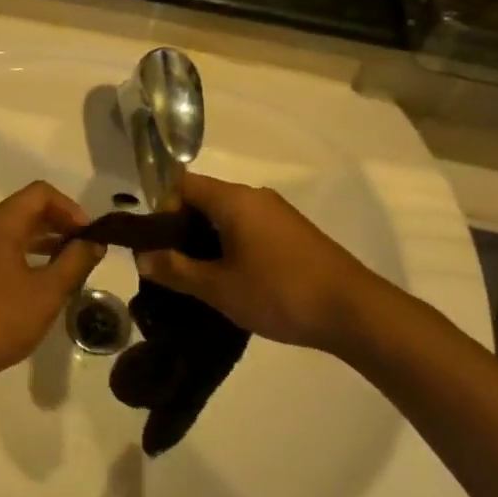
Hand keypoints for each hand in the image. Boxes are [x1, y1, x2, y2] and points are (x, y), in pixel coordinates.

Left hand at [0, 181, 105, 393]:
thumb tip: (93, 242)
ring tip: (68, 267)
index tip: (90, 236)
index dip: (71, 208)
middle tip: (85, 251)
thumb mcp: (47, 293)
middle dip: (59, 225)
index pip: (40, 193)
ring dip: (43, 243)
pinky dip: (24, 258)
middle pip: (26, 210)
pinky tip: (38, 286)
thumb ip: (74, 262)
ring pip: (12, 233)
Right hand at [137, 173, 388, 355]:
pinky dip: (232, 247)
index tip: (153, 245)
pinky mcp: (293, 233)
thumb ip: (176, 269)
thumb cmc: (279, 293)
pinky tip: (233, 281)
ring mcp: (277, 213)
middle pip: (204, 200)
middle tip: (170, 267)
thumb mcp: (219, 287)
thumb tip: (143, 256)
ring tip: (199, 279)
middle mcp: (254, 196)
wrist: (354, 311)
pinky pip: (249, 229)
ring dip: (207, 242)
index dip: (160, 210)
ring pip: (227, 217)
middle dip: (181, 229)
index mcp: (233, 199)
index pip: (182, 185)